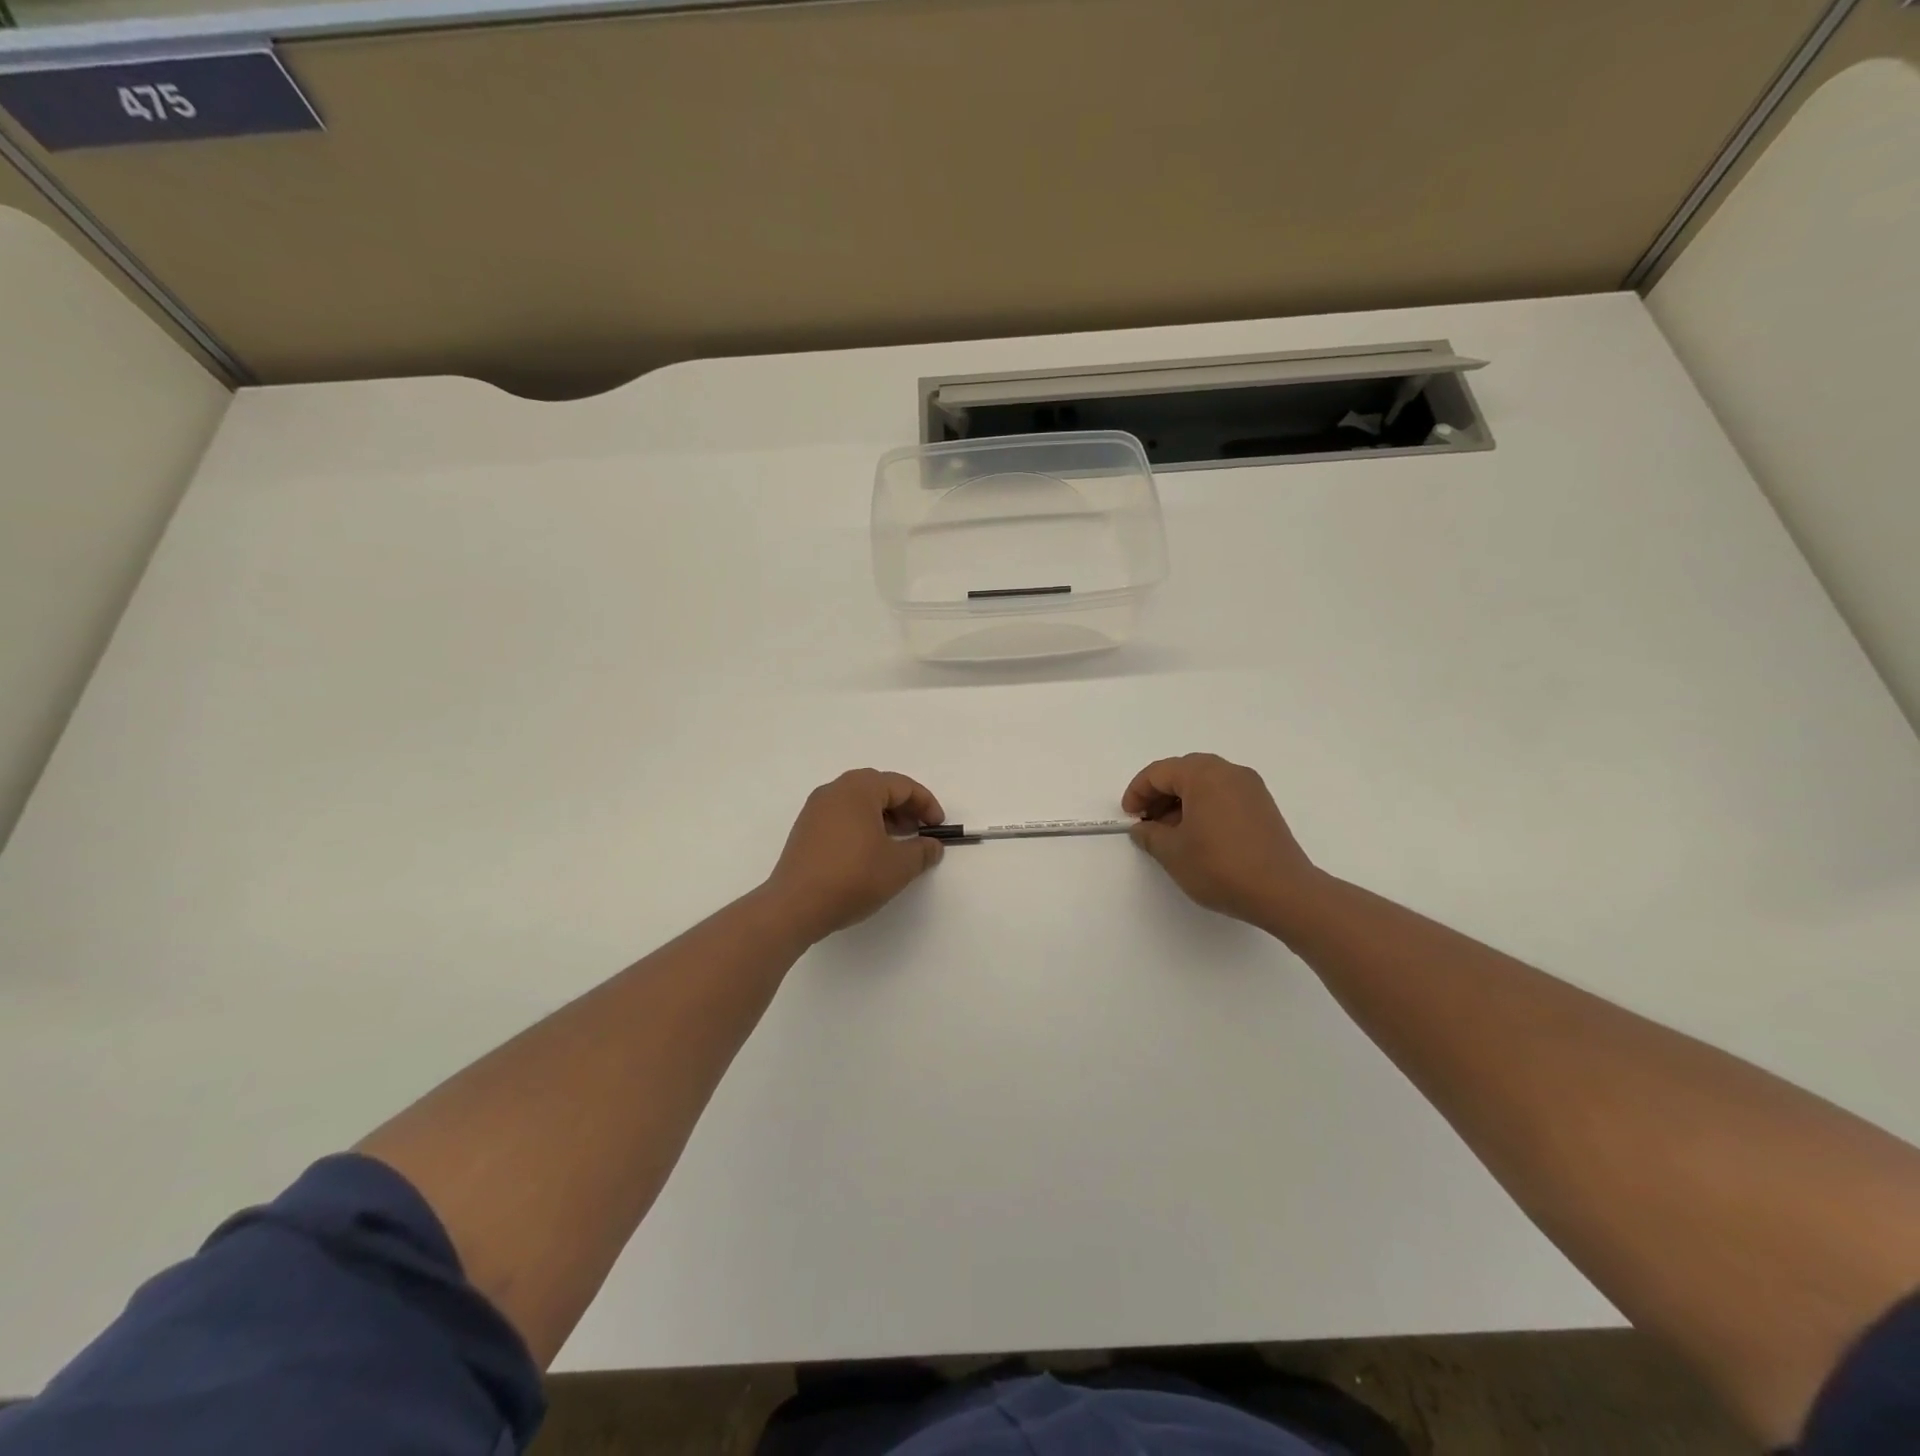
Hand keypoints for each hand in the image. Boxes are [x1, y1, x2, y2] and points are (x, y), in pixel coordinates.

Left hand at [762, 769, 944, 944]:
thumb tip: (932, 846)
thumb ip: (922, 851)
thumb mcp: (898, 866)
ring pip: (858, 802)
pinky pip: (842, 817)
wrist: (795, 906)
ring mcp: (815, 809)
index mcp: (858, 789)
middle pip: (878, 788)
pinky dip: (862, 826)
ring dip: (883, 817)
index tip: (938, 827)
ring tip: (897, 844)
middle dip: (904, 807)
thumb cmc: (853, 877)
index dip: (926, 804)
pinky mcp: (805, 830)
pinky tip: (870, 852)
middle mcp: (834, 791)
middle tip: (919, 831)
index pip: (901, 785)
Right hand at [1123, 753, 1321, 930]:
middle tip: (1147, 822)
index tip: (1129, 817)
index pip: (1159, 773)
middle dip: (1160, 794)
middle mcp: (1229, 772)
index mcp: (1203, 775)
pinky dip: (1204, 807)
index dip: (1138, 792)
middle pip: (1184, 772)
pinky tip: (1198, 836)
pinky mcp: (1263, 806)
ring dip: (1182, 802)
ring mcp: (1251, 788)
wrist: (1283, 892)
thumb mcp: (1173, 853)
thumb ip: (1150, 835)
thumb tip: (1143, 828)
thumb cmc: (1220, 866)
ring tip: (1170, 833)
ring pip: (1205, 783)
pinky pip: (1224, 795)